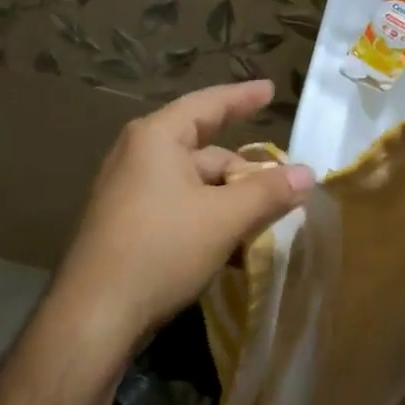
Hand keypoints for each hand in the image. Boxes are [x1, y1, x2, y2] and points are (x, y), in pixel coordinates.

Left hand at [50, 80, 312, 362]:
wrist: (96, 314)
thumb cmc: (161, 250)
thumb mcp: (224, 218)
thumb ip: (268, 192)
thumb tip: (308, 173)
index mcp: (157, 138)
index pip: (208, 105)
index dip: (243, 98)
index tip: (270, 90)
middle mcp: (139, 156)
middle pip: (207, 153)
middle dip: (246, 176)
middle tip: (284, 197)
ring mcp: (130, 192)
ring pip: (196, 188)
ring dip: (230, 206)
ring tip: (262, 232)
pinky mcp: (127, 225)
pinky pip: (179, 211)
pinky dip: (207, 223)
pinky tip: (231, 254)